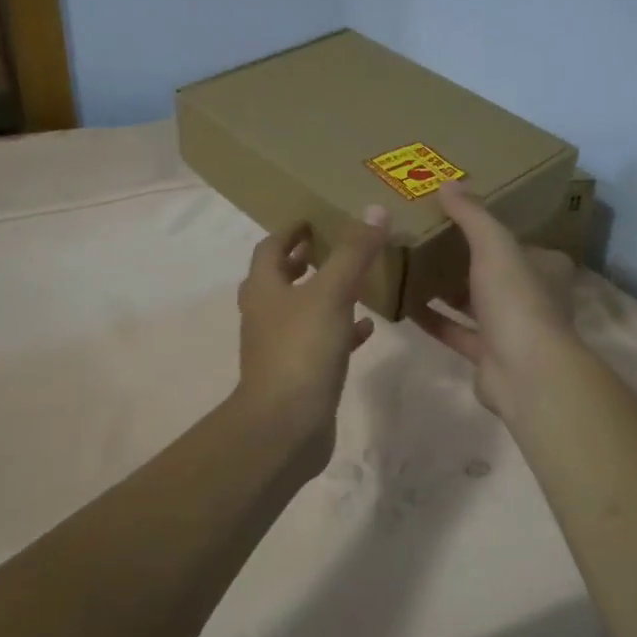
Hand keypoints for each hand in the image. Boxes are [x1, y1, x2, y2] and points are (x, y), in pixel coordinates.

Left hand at [234, 206, 390, 475]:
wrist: (285, 426)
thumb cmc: (302, 350)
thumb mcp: (331, 293)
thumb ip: (353, 253)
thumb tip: (373, 210)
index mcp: (264, 289)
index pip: (270, 248)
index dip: (290, 231)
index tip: (313, 220)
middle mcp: (265, 314)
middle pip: (280, 278)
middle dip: (303, 261)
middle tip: (333, 246)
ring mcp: (279, 347)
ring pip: (301, 311)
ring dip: (323, 294)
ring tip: (354, 280)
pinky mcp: (298, 374)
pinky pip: (321, 342)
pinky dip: (341, 330)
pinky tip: (367, 328)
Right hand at [413, 181, 579, 416]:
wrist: (525, 373)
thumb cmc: (516, 300)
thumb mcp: (494, 246)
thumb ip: (472, 215)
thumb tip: (447, 184)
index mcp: (544, 267)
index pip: (516, 241)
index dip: (490, 229)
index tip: (455, 216)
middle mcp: (532, 296)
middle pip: (493, 272)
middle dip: (463, 259)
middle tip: (426, 238)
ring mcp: (511, 329)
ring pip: (474, 303)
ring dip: (446, 289)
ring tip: (411, 267)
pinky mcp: (488, 355)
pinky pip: (456, 331)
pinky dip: (434, 319)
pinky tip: (406, 305)